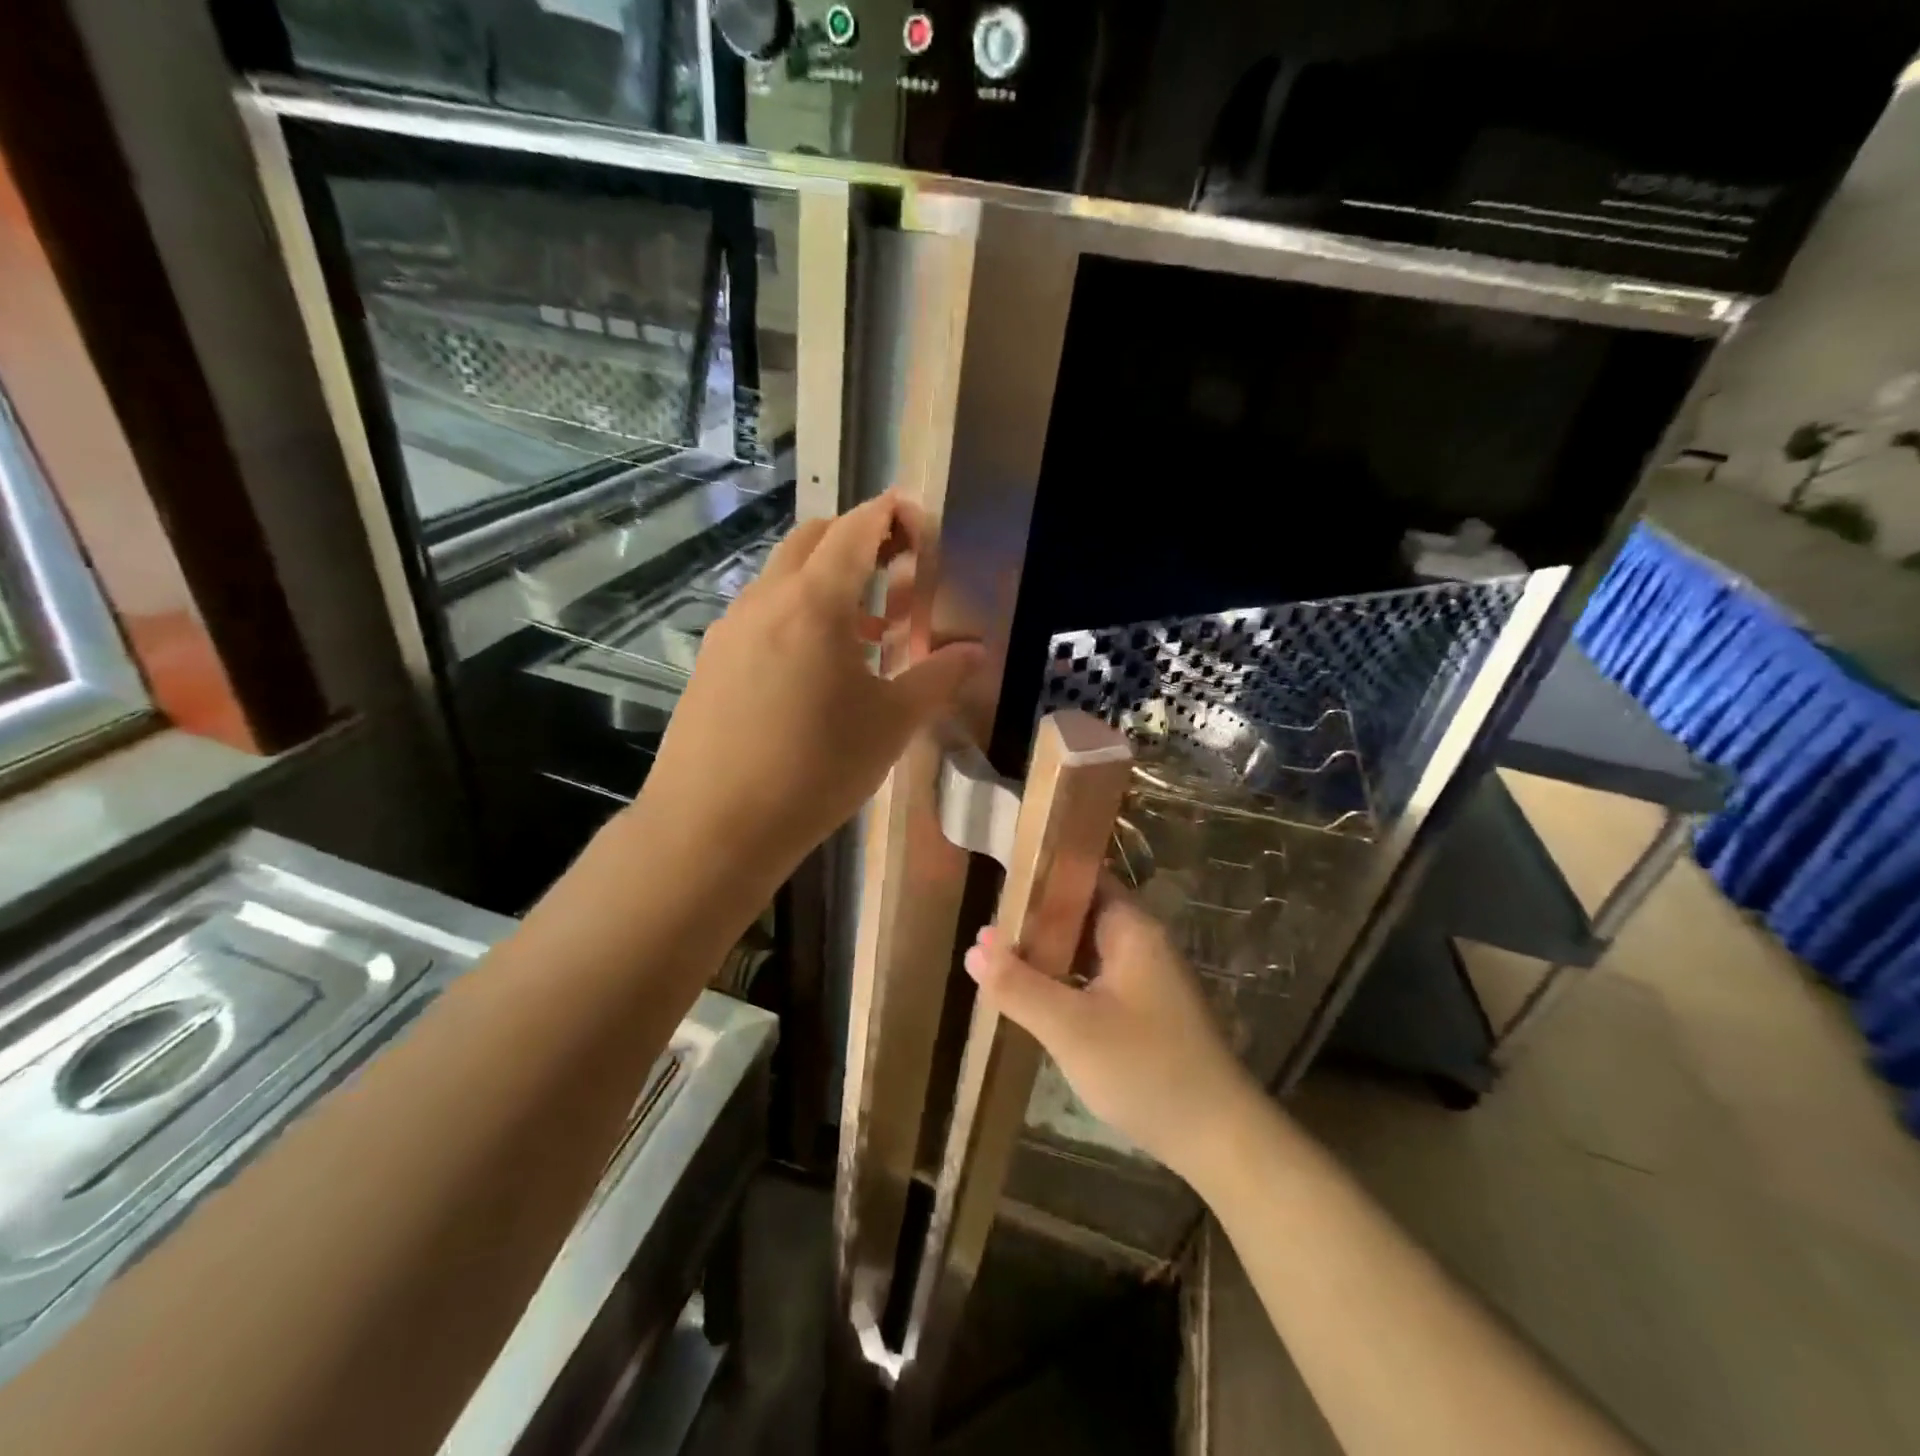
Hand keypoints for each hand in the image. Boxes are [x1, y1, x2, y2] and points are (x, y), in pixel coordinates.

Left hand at [634, 491, 983, 897]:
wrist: (713, 826)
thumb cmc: (815, 769)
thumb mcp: (890, 725)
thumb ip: (937, 678)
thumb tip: (976, 651)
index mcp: (814, 602)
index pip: (855, 529)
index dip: (890, 515)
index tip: (919, 523)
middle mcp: (766, 598)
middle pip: (812, 539)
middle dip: (856, 540)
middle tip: (895, 575)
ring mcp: (730, 627)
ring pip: (782, 576)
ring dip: (825, 582)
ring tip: (864, 632)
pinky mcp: (711, 659)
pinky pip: (760, 613)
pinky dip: (795, 613)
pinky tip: (814, 670)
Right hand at [963, 886, 1262, 1184]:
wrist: (1219, 1139)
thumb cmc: (1145, 1069)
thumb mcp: (1071, 1028)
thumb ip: (1018, 986)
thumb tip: (975, 947)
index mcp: (1131, 928)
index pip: (1082, 875)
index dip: (1041, 873)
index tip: (999, 880)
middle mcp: (1141, 942)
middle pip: (1080, 911)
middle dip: (1035, 918)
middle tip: (987, 927)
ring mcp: (1145, 976)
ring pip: (1085, 948)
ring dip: (1047, 952)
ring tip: (998, 957)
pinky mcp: (1144, 1009)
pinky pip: (1095, 977)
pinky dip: (1065, 979)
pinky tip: (1034, 995)